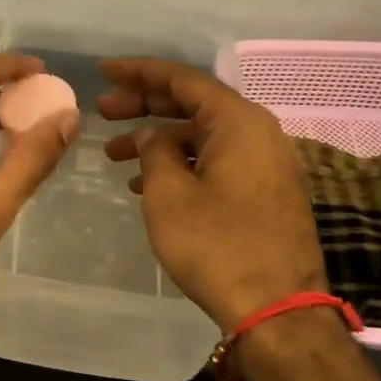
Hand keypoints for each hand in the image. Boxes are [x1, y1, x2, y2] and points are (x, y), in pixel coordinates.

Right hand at [100, 58, 327, 332]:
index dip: (139, 73)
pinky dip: (181, 163)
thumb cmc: (216, 245)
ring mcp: (265, 163)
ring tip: (115, 155)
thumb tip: (151, 134)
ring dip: (159, 139)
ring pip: (202, 135)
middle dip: (144, 105)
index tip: (104, 72)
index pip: (182, 80)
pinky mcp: (264, 191)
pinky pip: (216, 160)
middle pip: (193, 104)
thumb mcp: (169, 194)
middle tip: (103, 113)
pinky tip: (147, 182)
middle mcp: (257, 132)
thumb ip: (154, 151)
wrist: (277, 307)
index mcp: (237, 122)